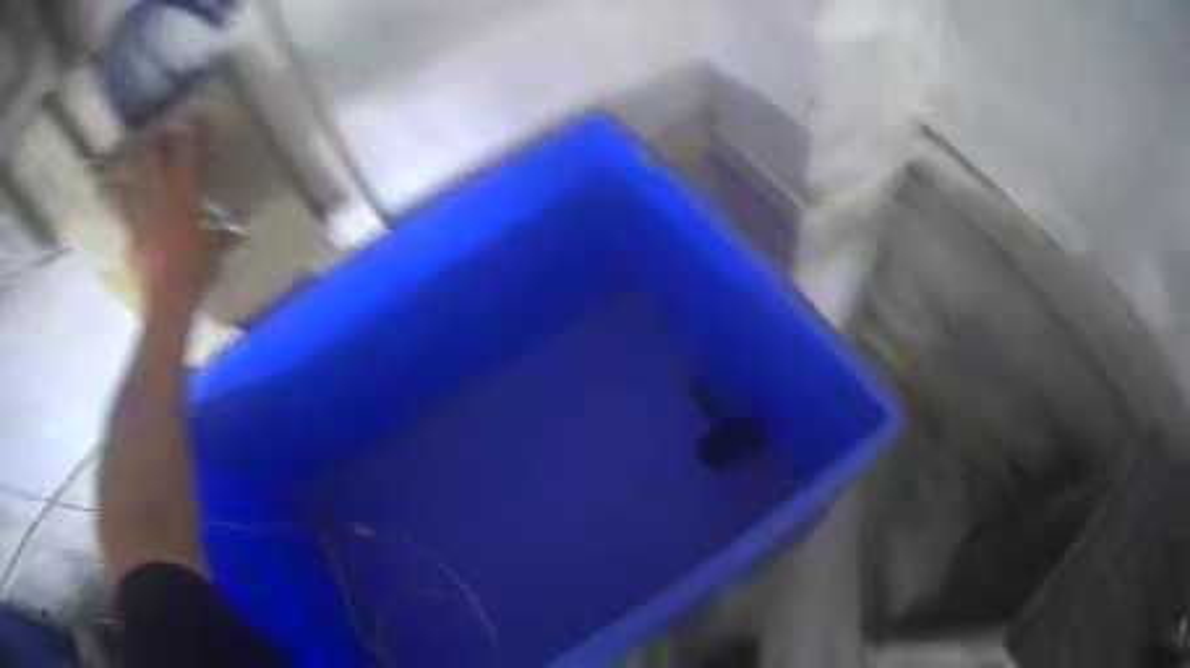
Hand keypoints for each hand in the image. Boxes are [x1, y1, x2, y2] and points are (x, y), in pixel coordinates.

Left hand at [115, 124, 230, 312]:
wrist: (167, 303)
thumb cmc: (195, 274)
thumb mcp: (215, 253)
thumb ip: (222, 237)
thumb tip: (237, 234)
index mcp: (187, 197)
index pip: (190, 156)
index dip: (192, 135)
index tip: (194, 120)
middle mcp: (163, 198)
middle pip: (156, 161)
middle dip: (158, 143)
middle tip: (160, 132)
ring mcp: (143, 215)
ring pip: (135, 180)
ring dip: (135, 164)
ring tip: (133, 153)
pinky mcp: (131, 235)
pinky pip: (124, 209)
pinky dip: (122, 196)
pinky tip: (120, 189)